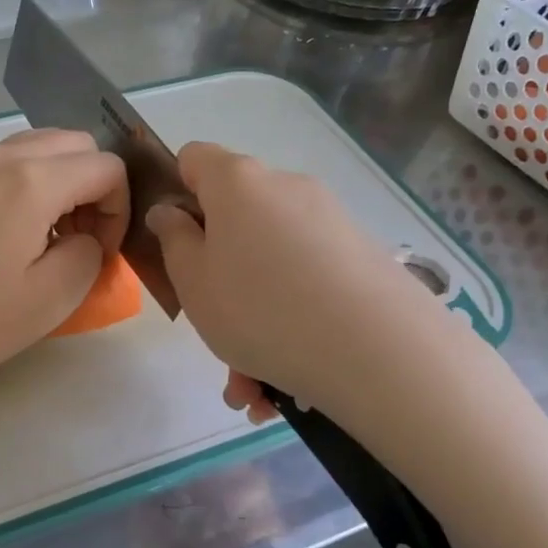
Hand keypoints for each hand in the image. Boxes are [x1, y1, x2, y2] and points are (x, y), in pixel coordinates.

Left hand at [0, 129, 127, 399]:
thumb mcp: (54, 297)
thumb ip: (91, 253)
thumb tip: (86, 236)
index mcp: (32, 181)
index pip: (106, 167)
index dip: (118, 209)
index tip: (102, 251)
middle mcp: (1, 157)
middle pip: (76, 143)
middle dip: (94, 186)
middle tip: (82, 238)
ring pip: (41, 146)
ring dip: (63, 180)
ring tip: (51, 234)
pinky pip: (9, 161)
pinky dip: (31, 182)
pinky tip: (17, 231)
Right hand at [146, 142, 436, 415]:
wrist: (376, 349)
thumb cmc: (259, 309)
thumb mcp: (193, 282)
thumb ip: (173, 240)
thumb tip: (171, 212)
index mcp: (237, 183)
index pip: (194, 159)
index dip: (177, 193)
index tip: (176, 242)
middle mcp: (286, 187)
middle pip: (237, 219)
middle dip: (220, 275)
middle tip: (216, 331)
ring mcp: (329, 220)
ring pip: (273, 264)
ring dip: (255, 319)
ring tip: (253, 388)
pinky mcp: (362, 255)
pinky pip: (308, 282)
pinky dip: (292, 323)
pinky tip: (287, 386)